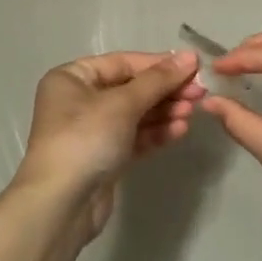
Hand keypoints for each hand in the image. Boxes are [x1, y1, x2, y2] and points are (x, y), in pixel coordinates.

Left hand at [12, 50, 205, 234]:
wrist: (61, 204)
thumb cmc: (86, 139)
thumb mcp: (123, 103)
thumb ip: (158, 80)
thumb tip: (189, 56)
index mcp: (72, 78)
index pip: (123, 63)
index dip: (159, 64)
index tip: (194, 66)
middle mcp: (79, 100)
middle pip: (131, 88)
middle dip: (166, 90)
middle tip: (200, 93)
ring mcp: (91, 131)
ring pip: (135, 114)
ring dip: (165, 111)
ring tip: (193, 112)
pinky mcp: (104, 157)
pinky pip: (134, 137)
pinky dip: (156, 132)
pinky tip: (180, 130)